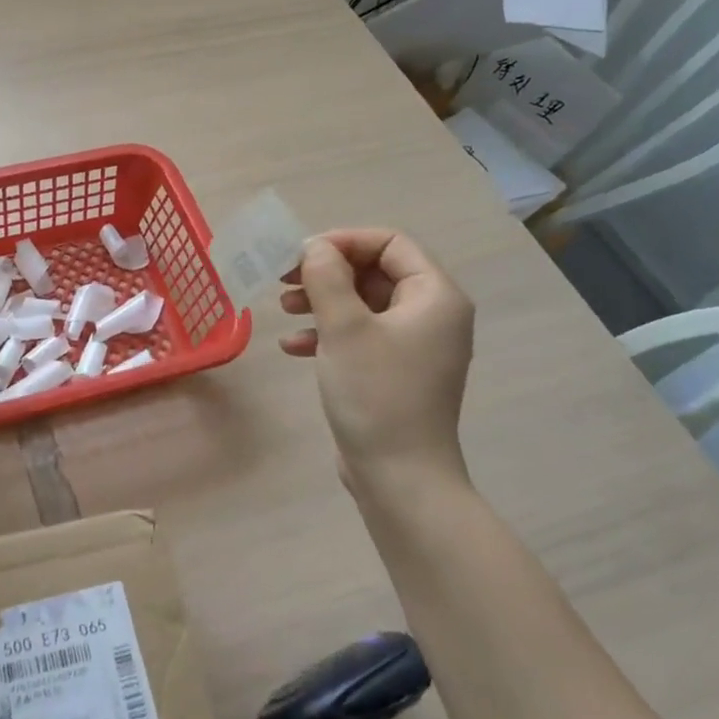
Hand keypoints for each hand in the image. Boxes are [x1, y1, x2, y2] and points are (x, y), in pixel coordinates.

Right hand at [280, 229, 474, 503]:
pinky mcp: (396, 371)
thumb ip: (326, 277)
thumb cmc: (376, 393)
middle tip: (285, 278)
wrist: (399, 477)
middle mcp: (432, 314)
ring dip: (322, 300)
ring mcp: (415, 346)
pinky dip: (328, 333)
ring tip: (283, 307)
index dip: (343, 241)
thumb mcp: (344, 328)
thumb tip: (314, 247)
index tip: (301, 254)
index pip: (390, 243)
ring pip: (364, 303)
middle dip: (327, 272)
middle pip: (375, 272)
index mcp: (435, 296)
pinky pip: (361, 335)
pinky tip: (293, 346)